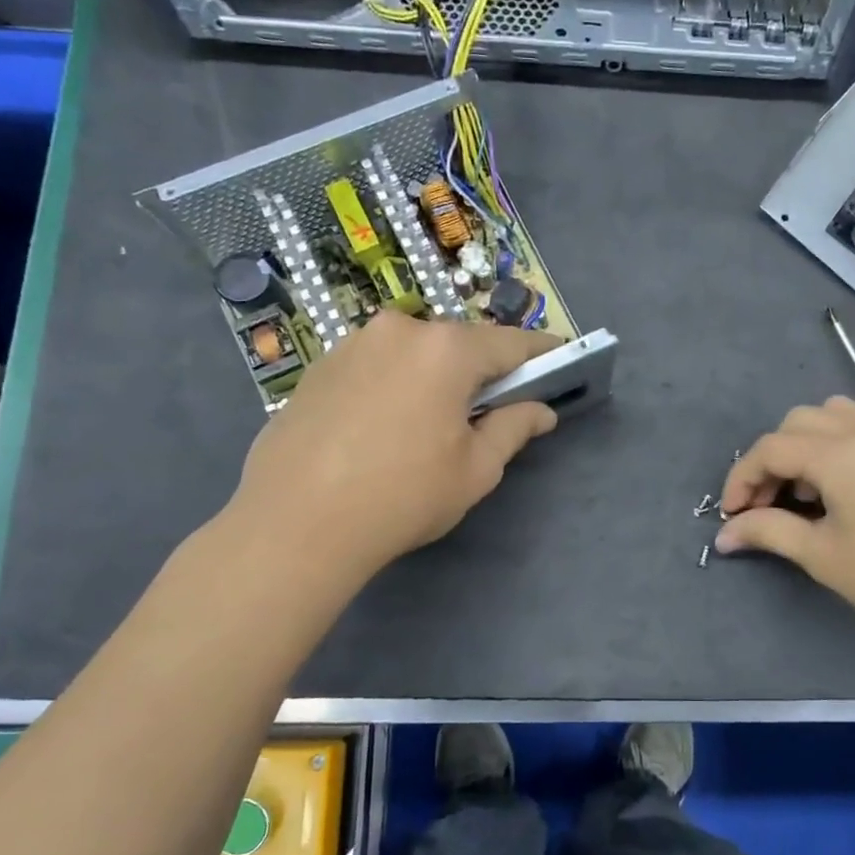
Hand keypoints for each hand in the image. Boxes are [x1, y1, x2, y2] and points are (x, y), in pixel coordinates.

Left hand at [231, 311, 561, 573]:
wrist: (295, 524)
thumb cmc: (402, 496)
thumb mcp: (476, 469)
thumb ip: (515, 428)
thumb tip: (541, 411)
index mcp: (446, 350)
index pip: (511, 343)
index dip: (541, 353)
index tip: (560, 360)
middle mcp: (399, 330)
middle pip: (460, 345)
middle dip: (482, 371)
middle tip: (492, 409)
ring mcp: (352, 343)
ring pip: (415, 353)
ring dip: (435, 378)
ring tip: (432, 425)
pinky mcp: (319, 366)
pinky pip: (377, 366)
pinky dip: (396, 385)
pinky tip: (386, 428)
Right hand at [715, 397, 854, 655]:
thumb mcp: (821, 555)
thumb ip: (768, 532)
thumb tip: (725, 534)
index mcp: (838, 453)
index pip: (770, 449)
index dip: (741, 479)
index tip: (732, 515)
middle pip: (796, 423)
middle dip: (770, 460)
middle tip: (766, 505)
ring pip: (830, 415)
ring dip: (803, 444)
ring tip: (805, 492)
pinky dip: (835, 442)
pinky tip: (841, 486)